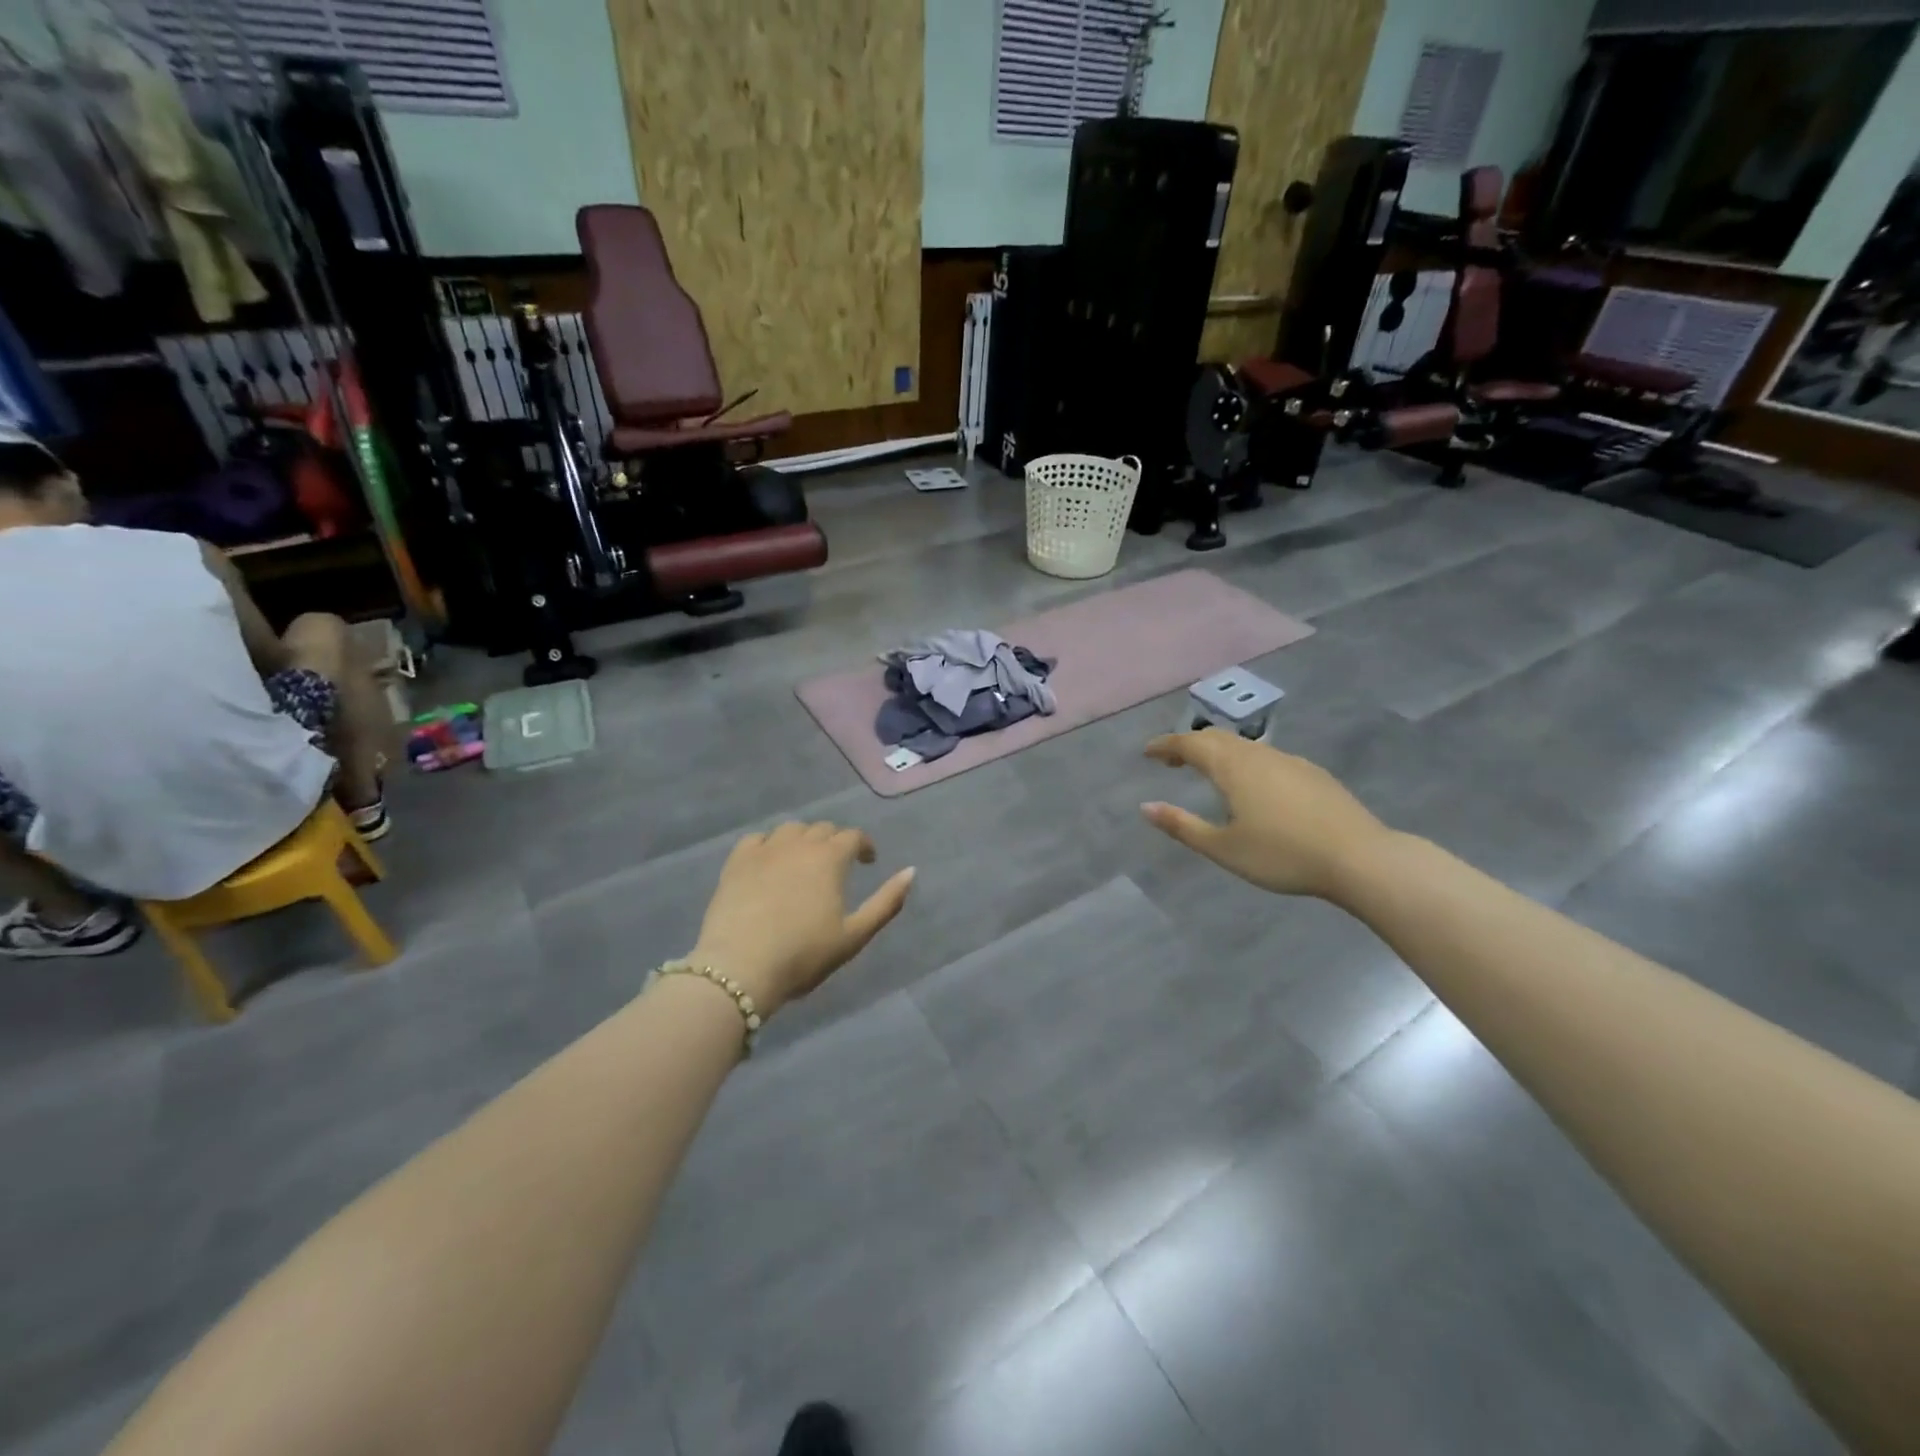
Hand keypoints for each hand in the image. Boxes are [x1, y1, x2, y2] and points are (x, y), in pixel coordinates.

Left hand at [689, 822, 915, 1015]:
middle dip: (835, 841)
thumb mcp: (854, 935)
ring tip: (804, 861)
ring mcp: (764, 850)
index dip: (864, 845)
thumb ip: (886, 902)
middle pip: (822, 829)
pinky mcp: (736, 862)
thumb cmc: (804, 954)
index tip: (868, 861)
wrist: (740, 968)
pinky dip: (769, 845)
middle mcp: (798, 844)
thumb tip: (911, 871)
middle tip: (837, 865)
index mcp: (830, 858)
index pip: (853, 836)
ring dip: (803, 839)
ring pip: (790, 830)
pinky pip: (757, 840)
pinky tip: (769, 862)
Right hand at [1141, 730, 1390, 899]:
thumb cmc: (1283, 855)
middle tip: (1172, 760)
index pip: (1190, 743)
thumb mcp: (1224, 848)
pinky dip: (1245, 762)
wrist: (1360, 858)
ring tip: (1208, 772)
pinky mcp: (1313, 774)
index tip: (1147, 752)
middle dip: (1190, 744)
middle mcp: (1259, 755)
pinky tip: (1253, 786)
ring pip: (1245, 746)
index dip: (1165, 745)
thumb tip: (1146, 807)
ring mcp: (1290, 761)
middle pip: (1217, 738)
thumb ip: (1182, 826)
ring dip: (1219, 752)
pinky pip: (1267, 757)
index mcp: (1233, 768)